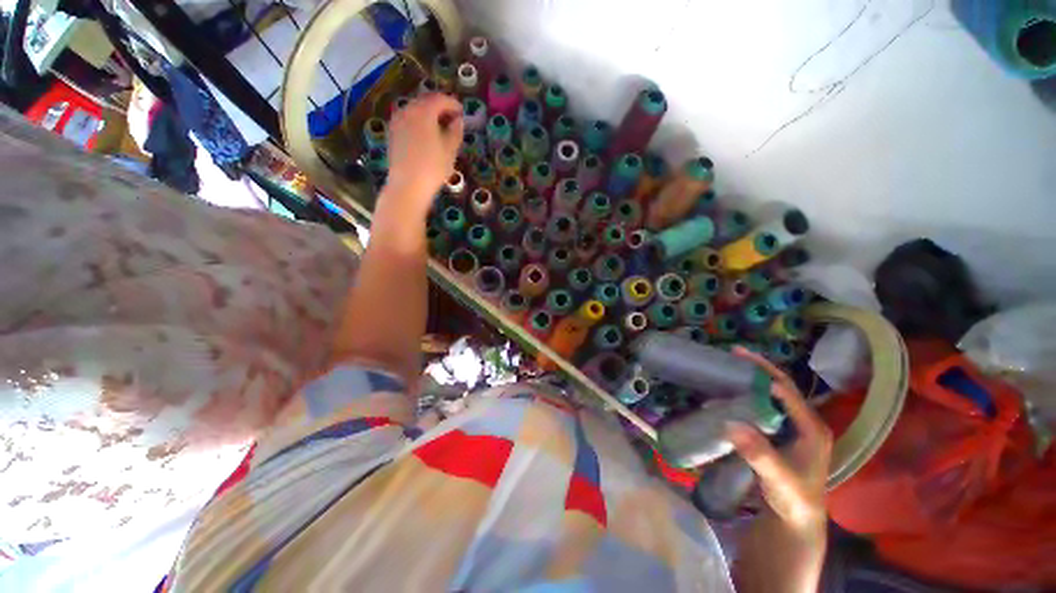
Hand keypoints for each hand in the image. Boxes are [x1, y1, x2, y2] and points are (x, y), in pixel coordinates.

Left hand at [384, 93, 463, 214]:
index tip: (462, 112)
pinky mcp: (392, 134)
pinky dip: (419, 122)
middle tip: (452, 118)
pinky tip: (426, 135)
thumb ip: (456, 131)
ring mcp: (397, 121)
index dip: (453, 104)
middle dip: (440, 107)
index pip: (440, 99)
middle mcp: (407, 110)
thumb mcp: (450, 150)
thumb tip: (458, 121)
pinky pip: (408, 120)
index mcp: (423, 111)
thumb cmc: (433, 167)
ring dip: (428, 114)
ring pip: (415, 110)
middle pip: (425, 102)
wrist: (408, 185)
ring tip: (440, 127)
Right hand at [727, 346, 831, 535]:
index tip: (739, 358)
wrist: (795, 519)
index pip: (788, 391)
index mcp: (812, 428)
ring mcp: (793, 428)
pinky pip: (764, 407)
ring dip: (752, 380)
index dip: (765, 372)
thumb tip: (731, 423)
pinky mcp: (780, 434)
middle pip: (781, 387)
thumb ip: (759, 454)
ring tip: (729, 368)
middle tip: (733, 355)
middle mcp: (805, 422)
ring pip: (773, 395)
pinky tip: (732, 394)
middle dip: (758, 369)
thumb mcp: (779, 479)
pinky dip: (748, 395)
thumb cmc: (793, 499)